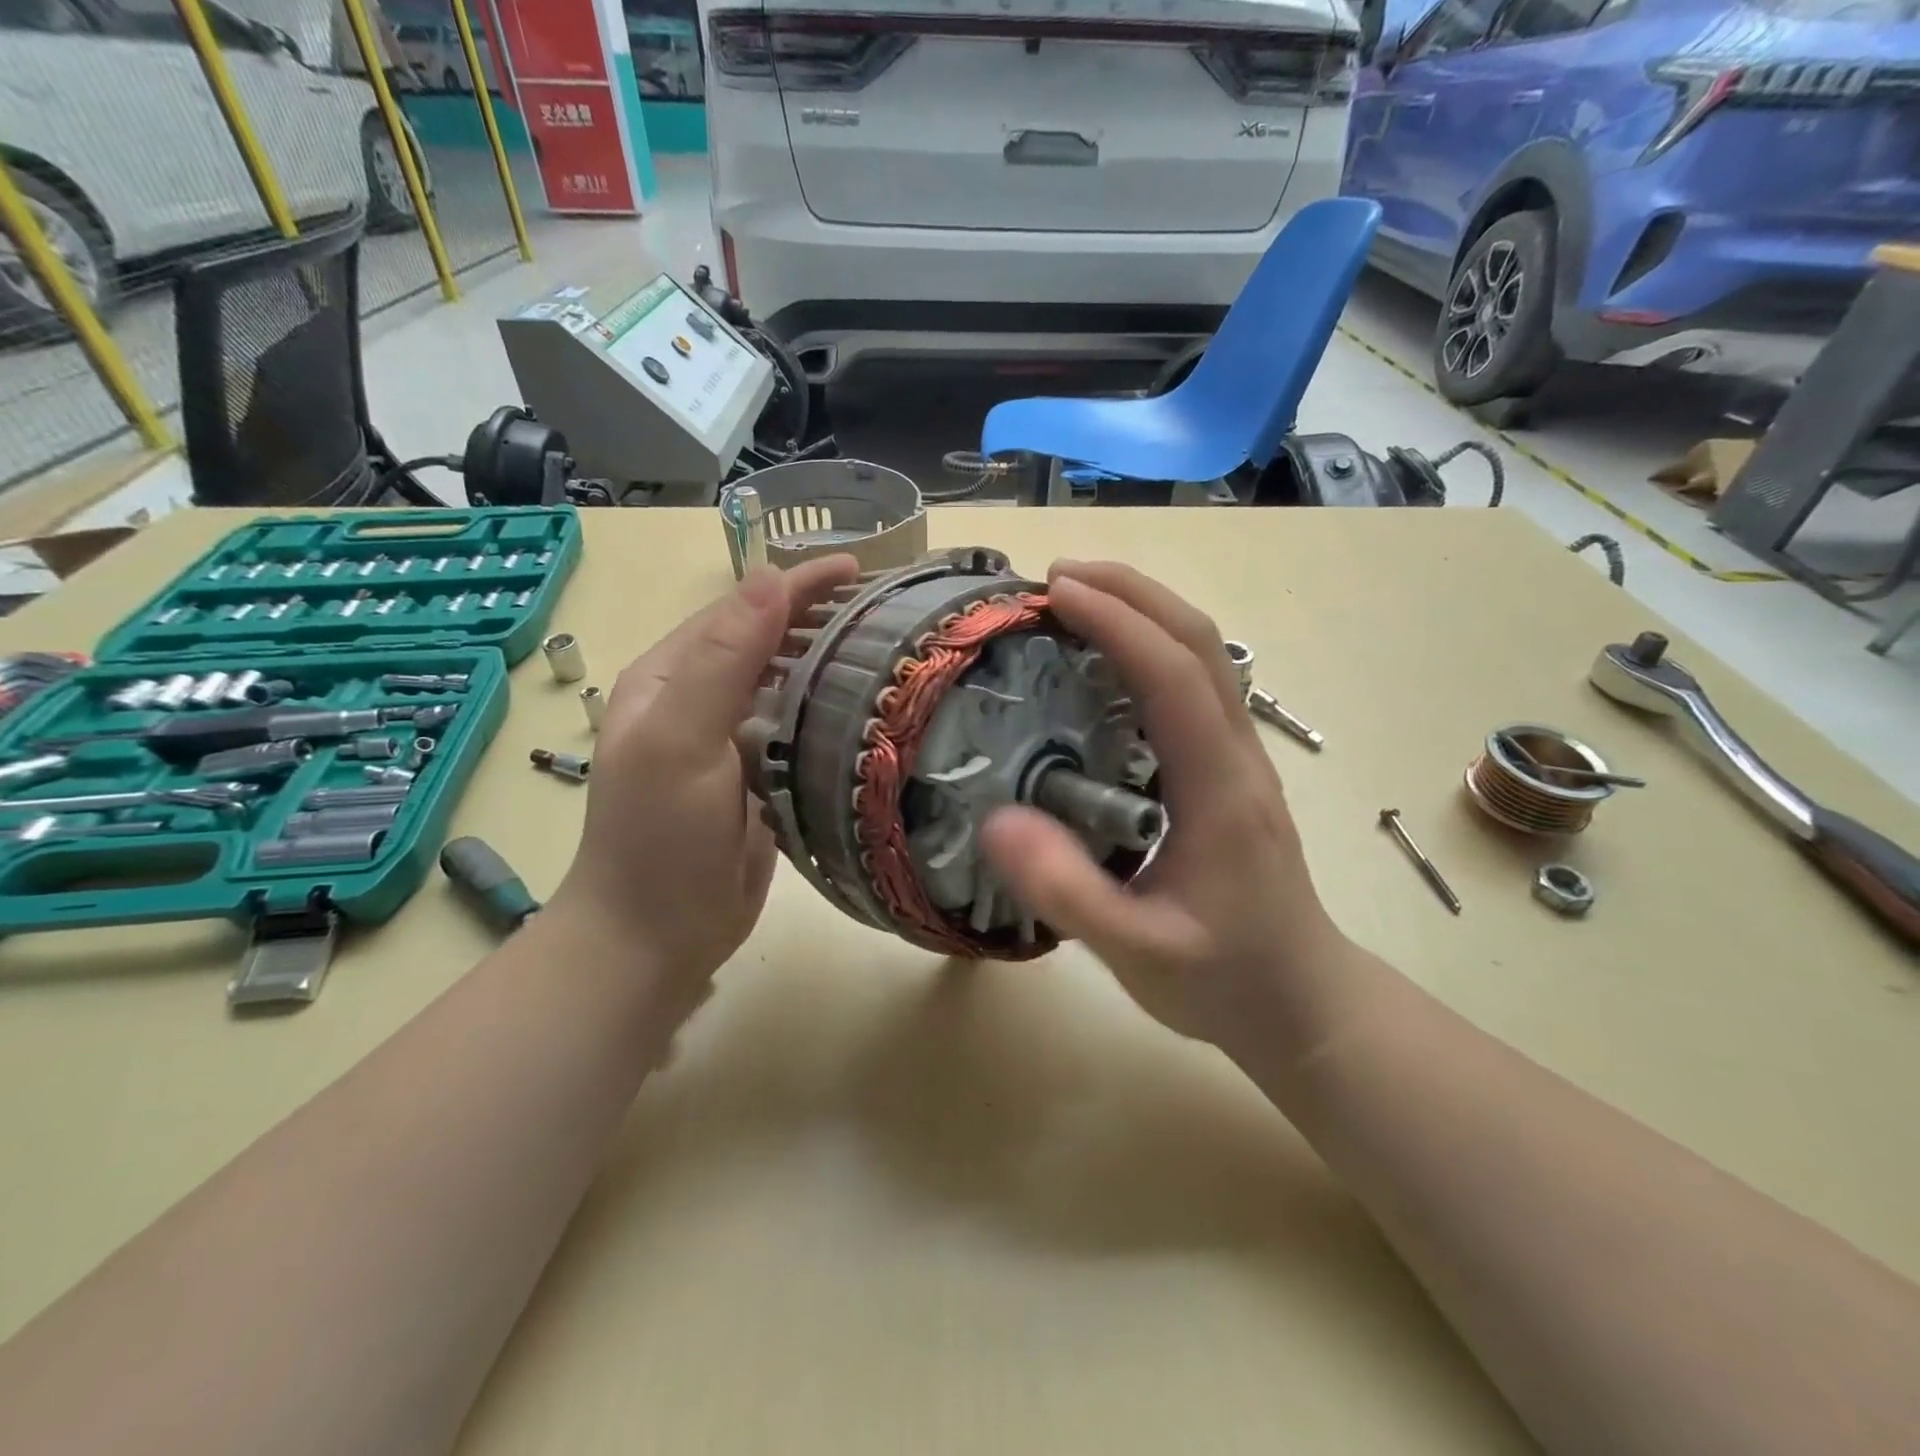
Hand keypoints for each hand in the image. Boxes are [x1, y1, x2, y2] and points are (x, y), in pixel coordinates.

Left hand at [548, 556, 857, 991]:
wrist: (655, 936)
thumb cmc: (659, 837)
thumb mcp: (679, 739)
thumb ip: (722, 659)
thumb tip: (770, 577)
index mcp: (671, 678)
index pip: (741, 610)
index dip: (796, 585)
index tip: (859, 569)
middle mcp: (699, 700)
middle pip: (767, 640)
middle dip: (819, 616)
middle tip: (887, 608)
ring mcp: (730, 741)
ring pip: (787, 683)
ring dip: (830, 659)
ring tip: (889, 648)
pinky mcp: (757, 778)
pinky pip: (799, 728)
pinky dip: (831, 709)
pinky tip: (869, 708)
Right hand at [980, 561, 1353, 1056]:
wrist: (1302, 1003)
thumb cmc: (1223, 979)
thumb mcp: (1137, 953)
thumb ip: (1069, 894)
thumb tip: (996, 821)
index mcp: (1221, 789)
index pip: (1172, 676)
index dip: (1117, 622)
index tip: (1056, 591)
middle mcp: (1239, 755)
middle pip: (1199, 642)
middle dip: (1132, 592)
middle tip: (1058, 575)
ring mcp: (1242, 758)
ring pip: (1205, 655)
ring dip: (1146, 610)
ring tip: (1079, 597)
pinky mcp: (1231, 769)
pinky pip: (1195, 683)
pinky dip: (1152, 646)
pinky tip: (1109, 660)